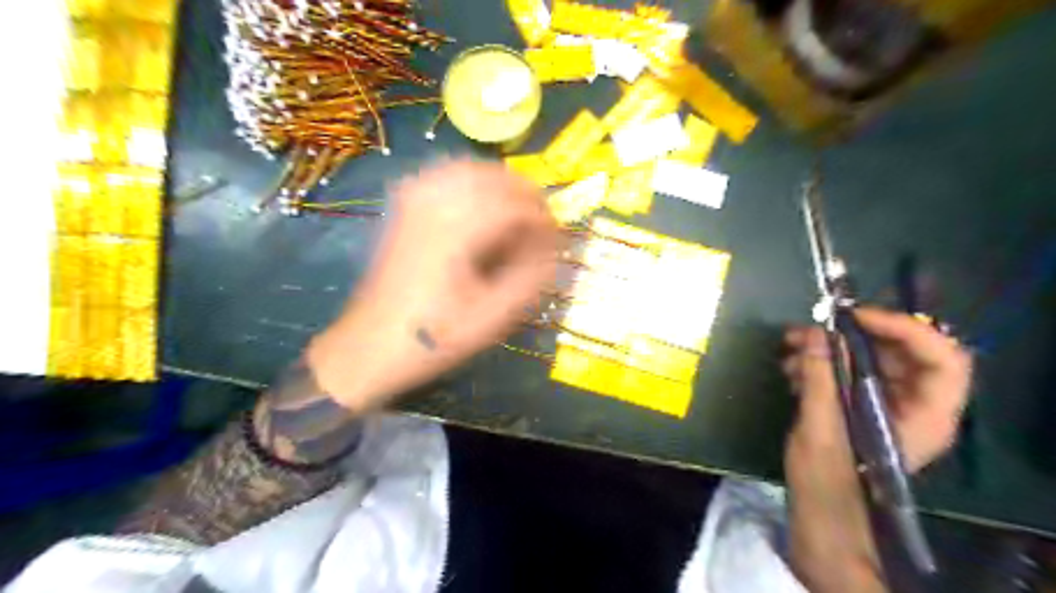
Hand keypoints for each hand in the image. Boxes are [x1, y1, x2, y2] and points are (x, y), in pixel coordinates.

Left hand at [305, 161, 558, 413]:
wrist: (370, 346)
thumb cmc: (434, 337)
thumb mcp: (491, 318)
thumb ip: (530, 278)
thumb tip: (555, 249)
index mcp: (456, 232)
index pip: (514, 205)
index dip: (543, 219)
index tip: (558, 240)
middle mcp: (433, 205)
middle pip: (492, 176)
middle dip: (526, 194)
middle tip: (544, 223)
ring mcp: (413, 202)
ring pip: (468, 169)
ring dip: (501, 184)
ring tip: (518, 211)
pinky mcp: (403, 208)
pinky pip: (443, 176)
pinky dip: (470, 181)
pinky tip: (480, 201)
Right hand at [777, 308, 967, 590]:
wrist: (820, 515)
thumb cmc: (829, 480)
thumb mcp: (822, 428)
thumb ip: (820, 378)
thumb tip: (813, 333)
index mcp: (926, 415)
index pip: (941, 358)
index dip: (904, 329)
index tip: (854, 317)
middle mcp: (914, 404)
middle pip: (899, 352)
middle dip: (851, 335)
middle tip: (810, 328)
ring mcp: (887, 404)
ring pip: (868, 359)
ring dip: (827, 348)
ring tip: (789, 349)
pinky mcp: (861, 405)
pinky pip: (848, 371)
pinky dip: (820, 363)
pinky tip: (791, 370)